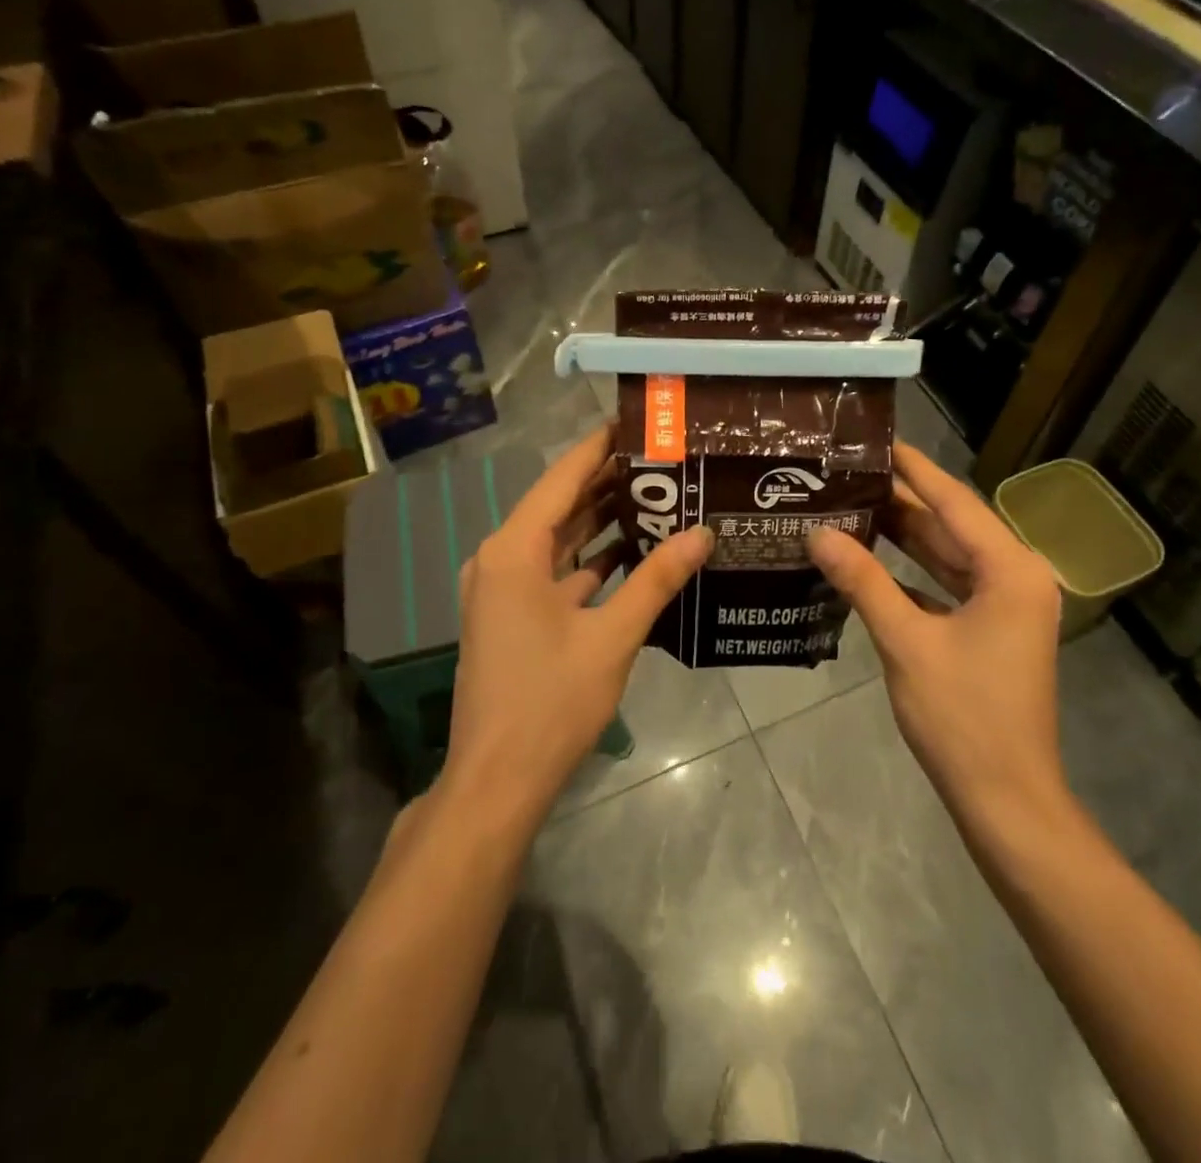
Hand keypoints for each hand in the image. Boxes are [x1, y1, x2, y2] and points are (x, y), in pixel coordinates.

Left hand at [442, 425, 712, 825]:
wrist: (497, 779)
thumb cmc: (551, 701)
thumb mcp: (612, 636)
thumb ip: (657, 579)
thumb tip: (702, 533)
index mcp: (513, 551)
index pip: (560, 479)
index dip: (597, 448)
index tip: (634, 422)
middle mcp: (500, 559)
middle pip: (558, 505)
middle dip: (606, 482)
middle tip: (660, 459)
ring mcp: (502, 589)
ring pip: (557, 540)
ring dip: (600, 520)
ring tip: (655, 494)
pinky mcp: (512, 615)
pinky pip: (554, 571)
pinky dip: (589, 559)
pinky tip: (632, 551)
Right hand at [807, 442, 1069, 826]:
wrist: (1004, 798)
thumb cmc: (962, 716)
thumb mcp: (906, 642)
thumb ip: (863, 581)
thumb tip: (818, 534)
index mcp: (1010, 570)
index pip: (955, 501)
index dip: (914, 470)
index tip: (877, 441)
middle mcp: (1015, 578)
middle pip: (951, 526)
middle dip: (901, 501)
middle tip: (849, 473)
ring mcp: (1004, 606)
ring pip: (947, 557)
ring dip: (903, 537)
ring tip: (850, 504)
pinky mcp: (989, 630)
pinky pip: (946, 587)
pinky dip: (910, 574)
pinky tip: (867, 560)